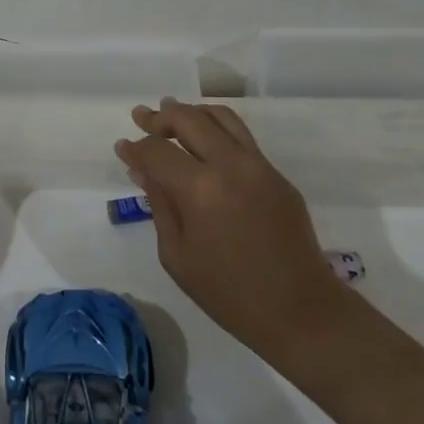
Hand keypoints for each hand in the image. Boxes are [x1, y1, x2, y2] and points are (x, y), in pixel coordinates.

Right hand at [117, 98, 343, 360]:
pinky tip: (204, 140)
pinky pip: (242, 137)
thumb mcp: (177, 256)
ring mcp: (259, 166)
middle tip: (141, 118)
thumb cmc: (229, 293)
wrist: (300, 311)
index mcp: (200, 190)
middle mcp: (230, 165)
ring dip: (191, 112)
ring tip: (171, 113)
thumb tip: (144, 171)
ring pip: (220, 117)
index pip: (157, 151)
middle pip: (188, 119)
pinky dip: (216, 128)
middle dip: (160, 117)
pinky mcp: (277, 174)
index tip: (122, 148)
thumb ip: (160, 205)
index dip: (136, 147)